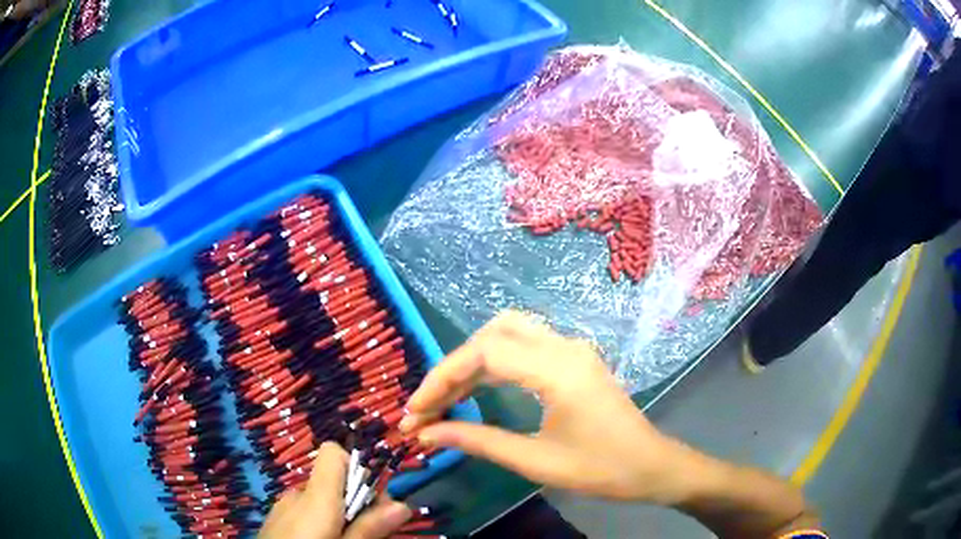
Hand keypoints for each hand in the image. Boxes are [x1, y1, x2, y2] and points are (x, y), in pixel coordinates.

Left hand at [260, 442, 411, 538]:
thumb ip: (369, 528)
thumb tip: (403, 505)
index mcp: (314, 496)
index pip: (333, 453)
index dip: (355, 467)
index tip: (372, 499)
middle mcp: (296, 494)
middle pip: (332, 481)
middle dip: (355, 501)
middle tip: (368, 533)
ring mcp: (282, 507)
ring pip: (319, 499)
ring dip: (338, 515)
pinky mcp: (275, 520)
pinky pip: (304, 511)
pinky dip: (319, 521)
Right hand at [399, 311, 693, 503]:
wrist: (651, 466)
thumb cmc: (600, 469)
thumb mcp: (535, 461)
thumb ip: (478, 442)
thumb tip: (426, 433)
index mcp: (559, 370)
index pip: (484, 353)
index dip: (442, 378)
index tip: (415, 410)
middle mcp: (565, 347)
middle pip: (494, 333)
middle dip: (454, 365)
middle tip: (430, 404)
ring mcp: (573, 349)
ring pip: (509, 333)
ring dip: (473, 360)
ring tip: (447, 399)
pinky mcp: (574, 359)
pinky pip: (525, 346)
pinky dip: (495, 362)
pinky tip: (478, 389)